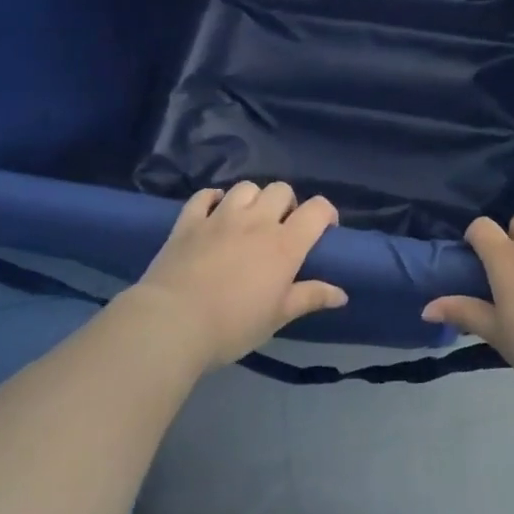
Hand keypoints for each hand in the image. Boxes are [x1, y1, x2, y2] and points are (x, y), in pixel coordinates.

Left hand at [124, 182, 346, 370]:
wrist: (172, 324)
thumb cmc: (232, 325)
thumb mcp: (278, 316)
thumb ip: (310, 298)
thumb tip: (342, 294)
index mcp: (285, 244)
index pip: (317, 209)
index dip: (326, 213)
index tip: (325, 229)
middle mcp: (256, 221)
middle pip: (281, 190)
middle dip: (287, 204)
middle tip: (282, 228)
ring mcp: (220, 217)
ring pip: (246, 187)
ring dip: (253, 199)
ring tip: (249, 220)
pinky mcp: (188, 222)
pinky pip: (204, 195)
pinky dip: (213, 199)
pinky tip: (214, 213)